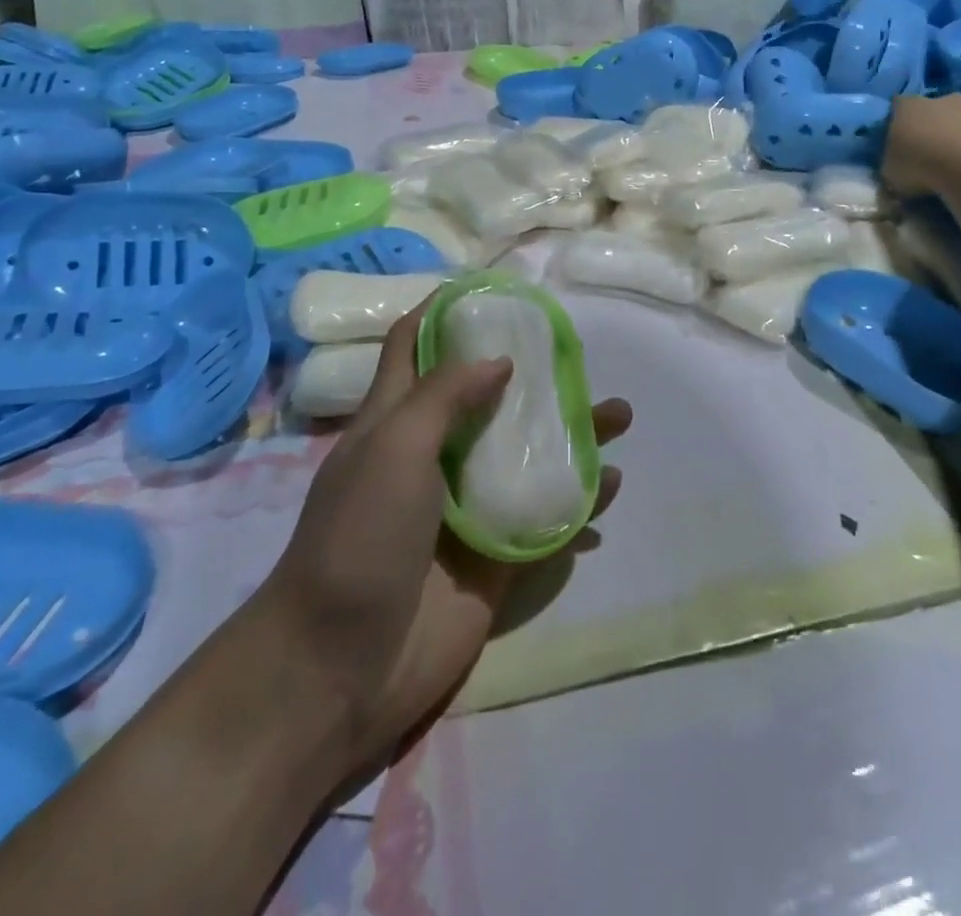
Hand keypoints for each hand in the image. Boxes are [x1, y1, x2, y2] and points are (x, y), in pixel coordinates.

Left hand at [259, 302, 630, 777]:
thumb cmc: (358, 539)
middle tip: (579, 358)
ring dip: (572, 436)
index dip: (444, 313)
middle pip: (489, 398)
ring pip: (527, 455)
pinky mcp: (496, 556)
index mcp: (397, 421)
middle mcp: (435, 455)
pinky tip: (610, 488)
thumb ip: (445, 396)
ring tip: (619, 418)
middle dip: (533, 375)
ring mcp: (468, 507)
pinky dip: (580, 500)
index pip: (415, 348)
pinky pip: (546, 516)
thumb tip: (499, 361)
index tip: (492, 292)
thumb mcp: (393, 448)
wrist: (341, 667)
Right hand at [884, 74, 960, 195]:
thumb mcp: (890, 173)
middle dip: (946, 107)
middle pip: (945, 96)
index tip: (899, 128)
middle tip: (945, 126)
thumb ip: (893, 164)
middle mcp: (950, 101)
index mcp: (912, 110)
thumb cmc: (921, 170)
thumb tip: (896, 166)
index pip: (900, 104)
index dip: (900, 114)